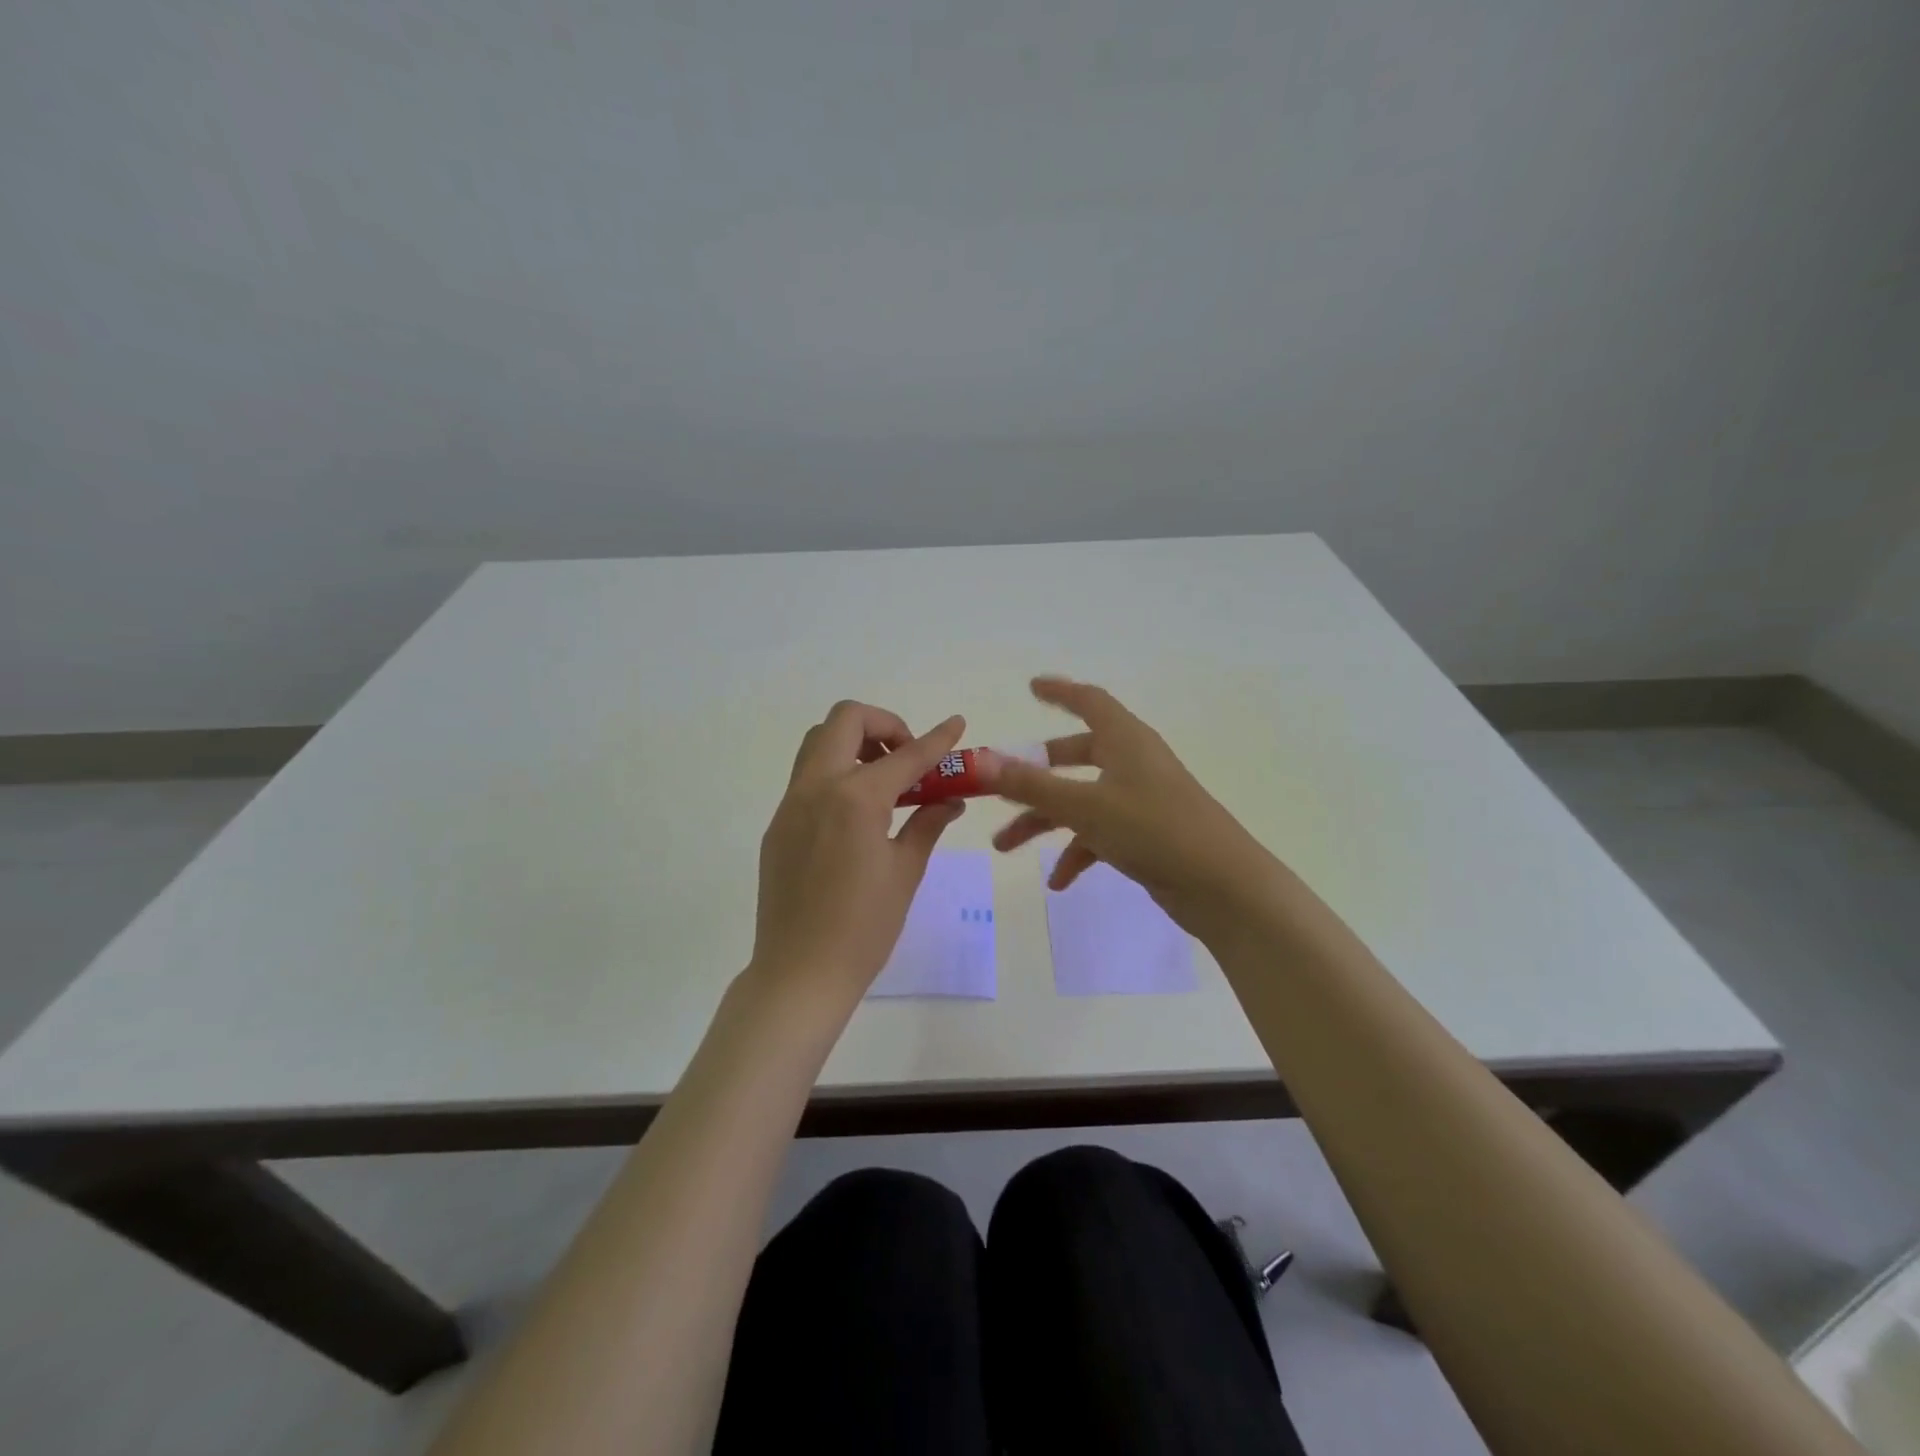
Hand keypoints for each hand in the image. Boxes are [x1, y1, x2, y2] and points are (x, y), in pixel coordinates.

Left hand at [749, 700, 968, 1009]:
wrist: (800, 972)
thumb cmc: (864, 927)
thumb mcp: (905, 872)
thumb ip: (927, 824)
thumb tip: (950, 800)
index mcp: (855, 799)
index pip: (906, 756)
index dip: (937, 739)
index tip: (956, 723)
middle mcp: (817, 787)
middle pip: (845, 720)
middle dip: (883, 725)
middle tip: (906, 759)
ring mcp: (791, 804)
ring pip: (818, 743)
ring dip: (854, 744)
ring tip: (884, 781)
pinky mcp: (778, 825)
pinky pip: (807, 778)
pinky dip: (836, 774)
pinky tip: (857, 815)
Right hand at [982, 678, 1278, 935]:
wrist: (1222, 887)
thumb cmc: (1154, 830)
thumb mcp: (1085, 806)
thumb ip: (1031, 785)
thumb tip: (981, 761)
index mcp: (1125, 740)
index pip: (1089, 702)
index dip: (1060, 692)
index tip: (1031, 687)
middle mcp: (1133, 763)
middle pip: (1075, 756)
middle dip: (1034, 775)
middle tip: (1000, 786)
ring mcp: (1141, 800)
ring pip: (1081, 801)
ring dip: (1044, 821)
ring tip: (1006, 847)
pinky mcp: (1147, 834)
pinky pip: (1100, 834)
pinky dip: (1077, 852)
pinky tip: (1060, 882)